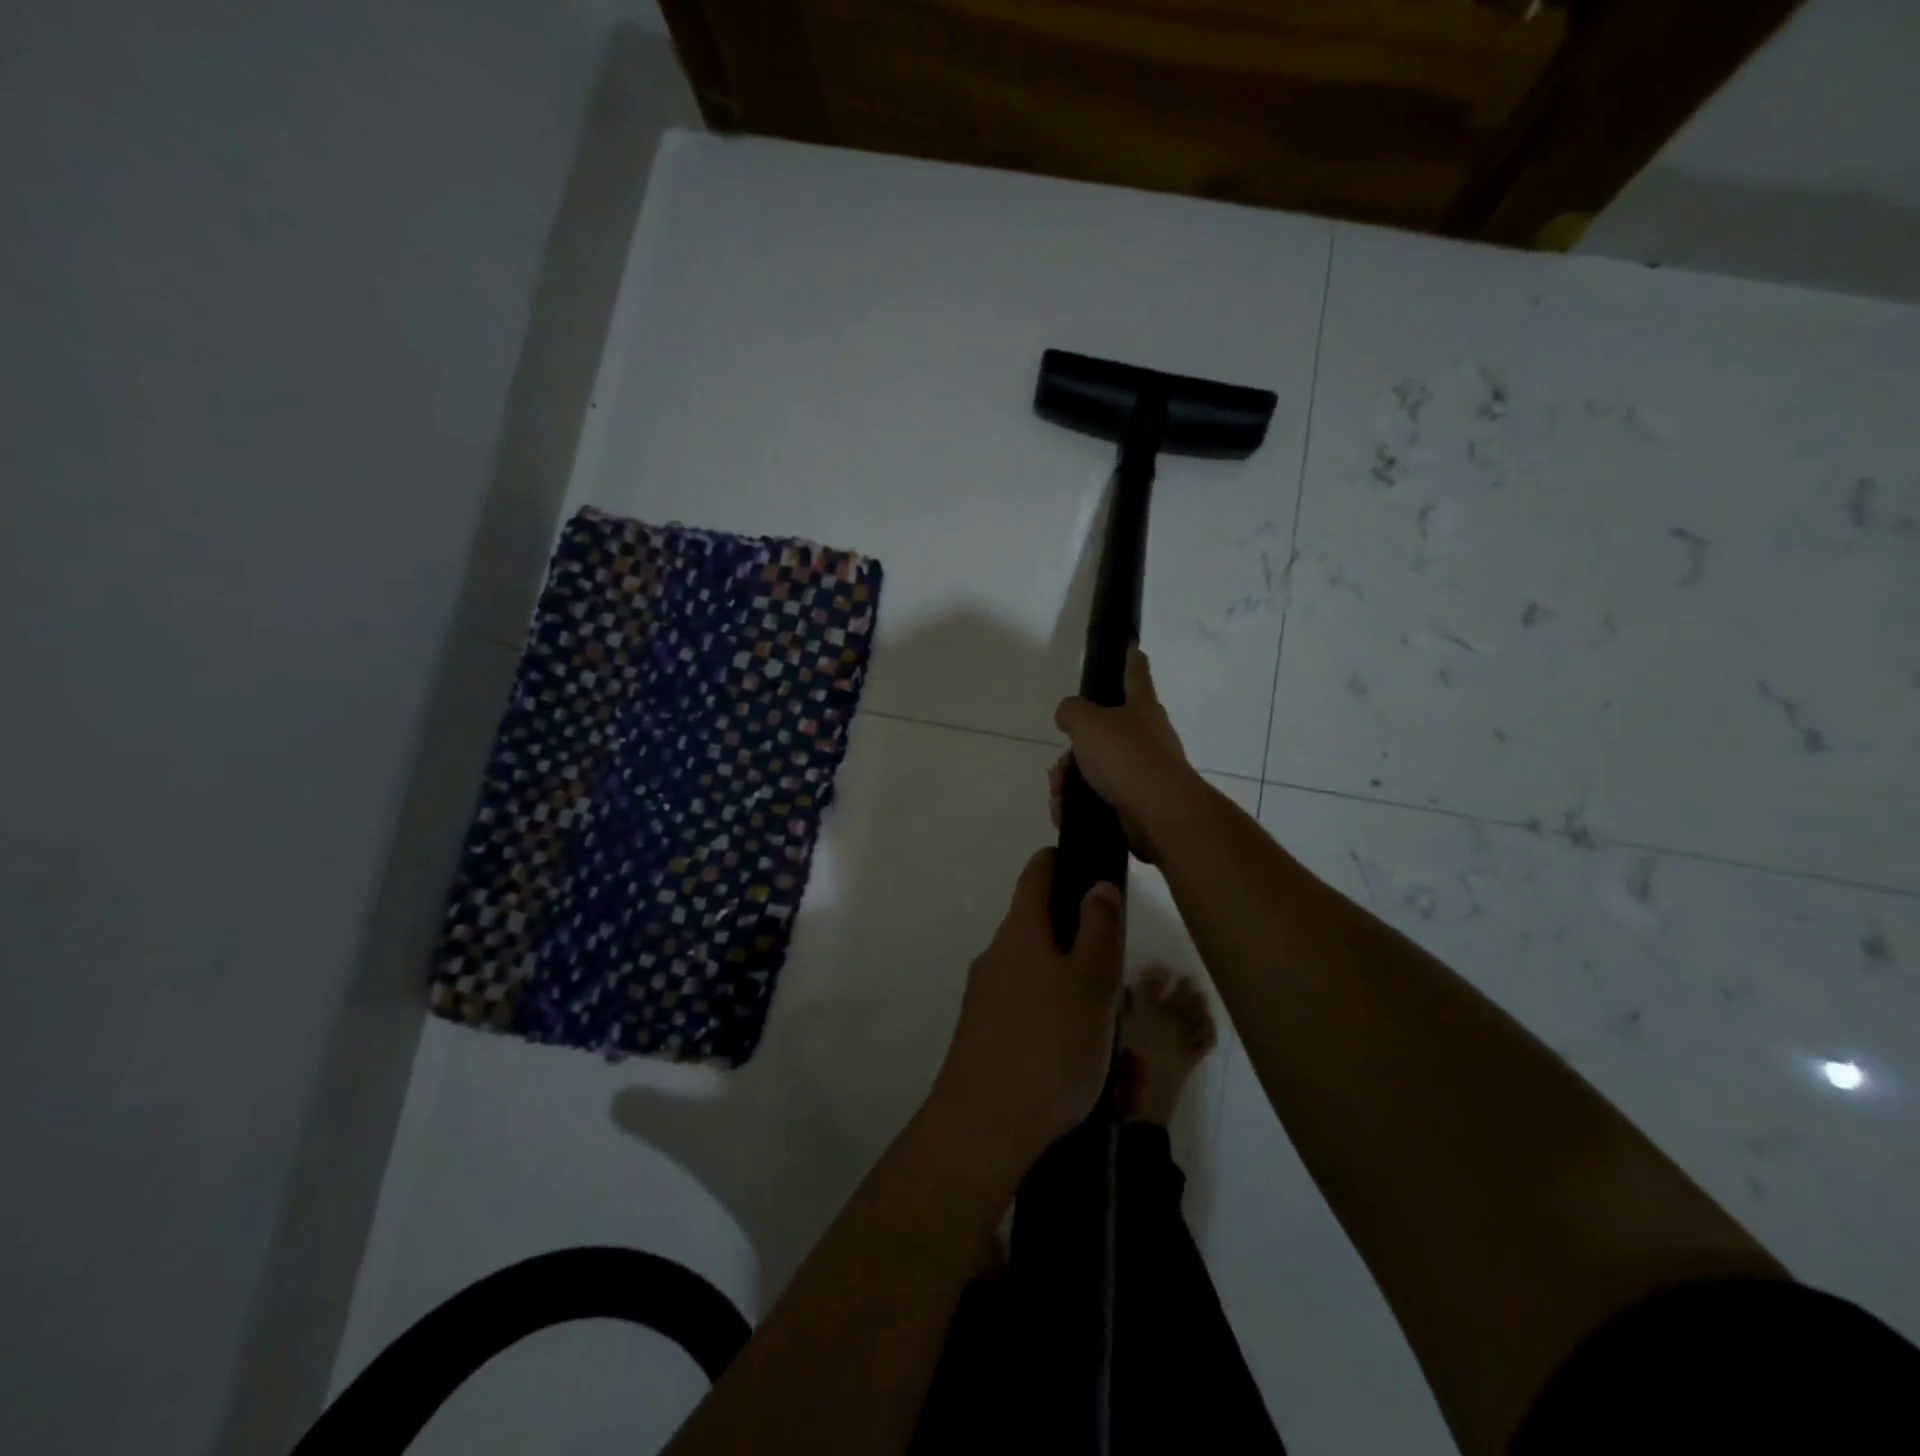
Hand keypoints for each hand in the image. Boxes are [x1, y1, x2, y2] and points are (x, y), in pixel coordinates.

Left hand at [931, 849, 1123, 1171]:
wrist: (982, 1130)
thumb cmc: (1048, 1045)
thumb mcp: (1091, 981)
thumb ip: (1098, 928)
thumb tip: (1095, 885)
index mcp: (1020, 932)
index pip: (1038, 873)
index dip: (1063, 860)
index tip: (1093, 866)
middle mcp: (999, 957)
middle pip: (1054, 940)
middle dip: (1097, 967)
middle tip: (1129, 1006)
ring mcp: (990, 1000)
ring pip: (1055, 992)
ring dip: (1094, 1019)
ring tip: (1127, 1072)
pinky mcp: (989, 1039)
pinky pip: (1041, 1027)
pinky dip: (1073, 1046)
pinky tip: (1103, 1092)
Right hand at [1051, 646, 1205, 864]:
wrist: (1159, 814)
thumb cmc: (1126, 757)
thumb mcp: (1087, 722)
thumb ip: (1071, 711)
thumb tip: (1068, 715)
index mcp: (1141, 707)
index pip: (1135, 673)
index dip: (1130, 657)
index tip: (1131, 645)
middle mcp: (1146, 735)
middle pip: (1103, 731)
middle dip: (1075, 747)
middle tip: (1060, 763)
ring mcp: (1143, 770)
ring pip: (1096, 767)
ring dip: (1070, 778)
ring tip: (1059, 793)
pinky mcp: (1136, 802)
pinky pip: (1098, 796)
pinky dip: (1078, 802)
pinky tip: (1065, 811)